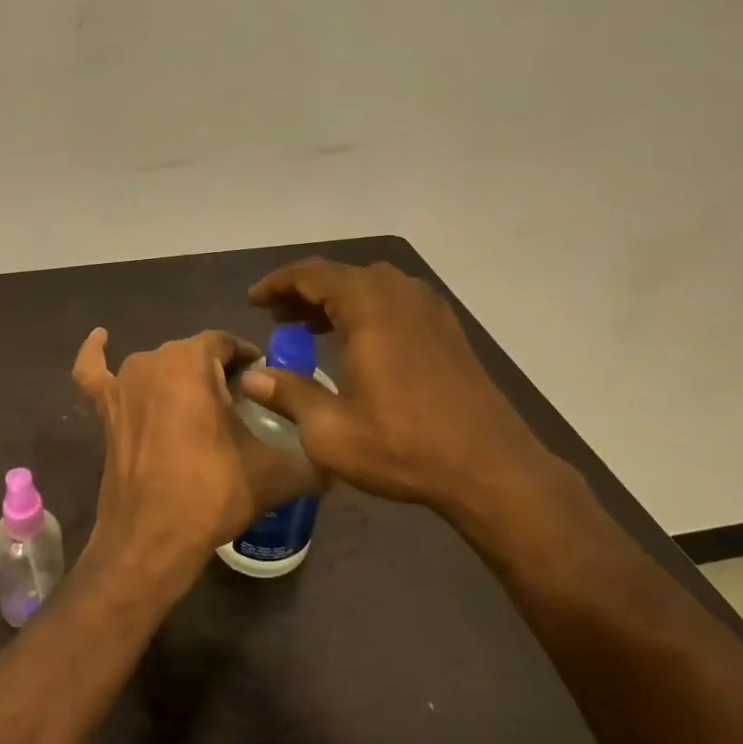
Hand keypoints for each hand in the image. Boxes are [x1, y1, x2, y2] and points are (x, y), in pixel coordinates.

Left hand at [71, 327, 322, 592]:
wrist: (151, 540)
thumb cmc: (211, 494)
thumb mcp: (274, 475)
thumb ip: (312, 459)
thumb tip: (338, 459)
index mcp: (192, 361)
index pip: (227, 343)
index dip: (249, 360)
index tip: (265, 385)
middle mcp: (153, 359)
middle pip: (194, 354)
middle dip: (218, 373)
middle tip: (239, 409)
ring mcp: (122, 383)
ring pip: (158, 365)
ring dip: (178, 377)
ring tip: (200, 407)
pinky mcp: (103, 409)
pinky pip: (94, 372)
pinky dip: (95, 354)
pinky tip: (101, 338)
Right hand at [242, 259, 555, 516]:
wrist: (491, 468)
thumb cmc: (404, 446)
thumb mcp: (330, 430)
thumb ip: (288, 394)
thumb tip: (252, 378)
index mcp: (368, 305)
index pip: (311, 274)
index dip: (276, 283)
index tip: (253, 301)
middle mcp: (399, 293)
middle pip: (340, 276)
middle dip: (303, 292)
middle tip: (276, 316)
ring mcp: (428, 308)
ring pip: (369, 287)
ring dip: (334, 301)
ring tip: (307, 327)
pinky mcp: (446, 328)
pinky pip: (393, 302)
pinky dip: (364, 310)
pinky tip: (354, 342)